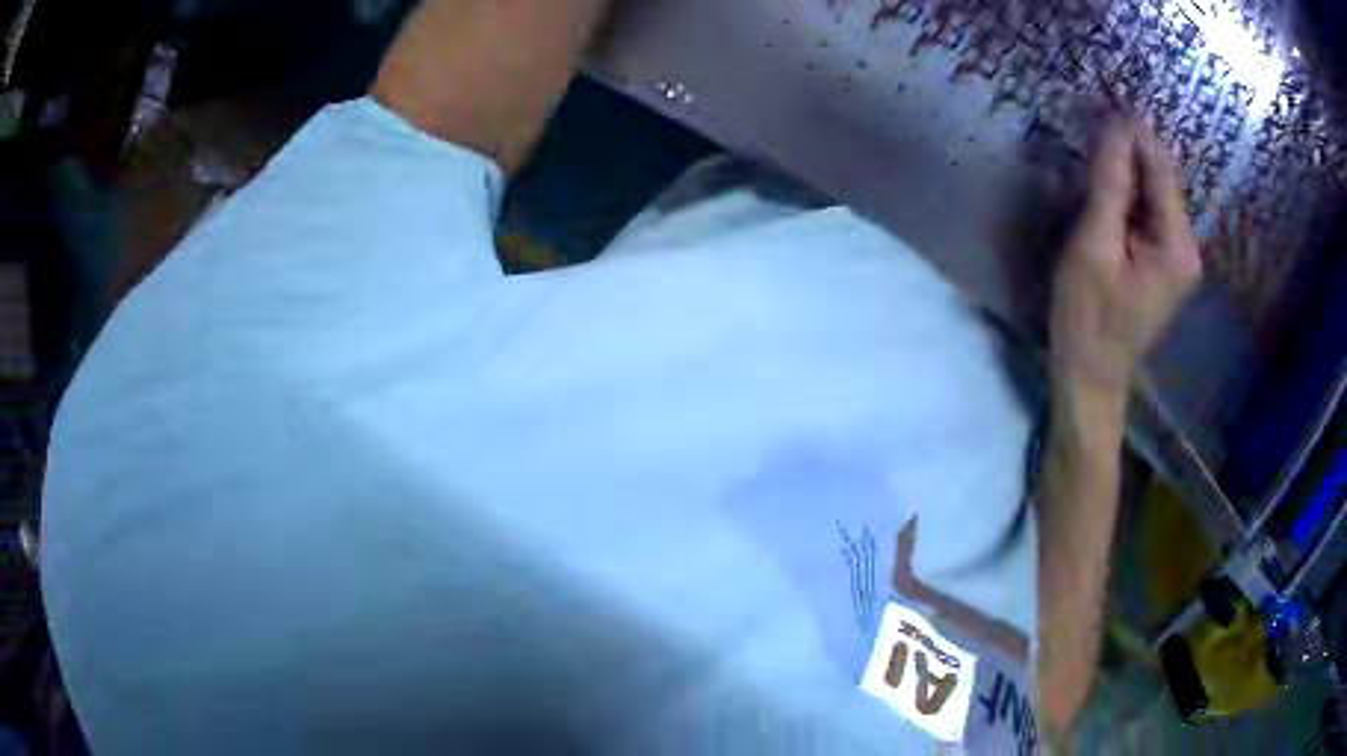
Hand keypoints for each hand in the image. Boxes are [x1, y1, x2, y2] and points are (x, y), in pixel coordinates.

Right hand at [1051, 120, 1202, 399]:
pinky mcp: (1163, 261)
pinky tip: (1104, 179)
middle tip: (1092, 115)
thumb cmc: (1089, 318)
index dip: (1133, 130)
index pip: (1160, 168)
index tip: (1102, 95)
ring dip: (1126, 166)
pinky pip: (1148, 211)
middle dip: (1130, 146)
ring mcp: (1177, 255)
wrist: (1091, 375)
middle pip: (1160, 178)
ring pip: (1153, 192)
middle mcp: (1187, 245)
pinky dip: (1127, 191)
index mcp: (1178, 244)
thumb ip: (1110, 185)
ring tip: (1093, 141)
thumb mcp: (1095, 246)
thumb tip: (1117, 125)